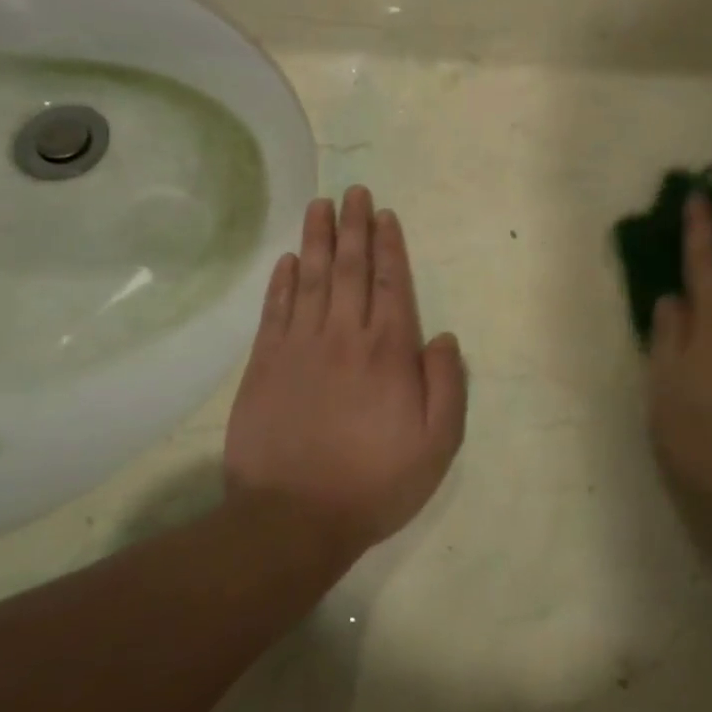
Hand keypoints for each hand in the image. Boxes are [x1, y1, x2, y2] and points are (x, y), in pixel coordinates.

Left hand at [226, 187, 467, 560]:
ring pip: (310, 279)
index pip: (389, 282)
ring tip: (319, 206)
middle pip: (349, 268)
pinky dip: (281, 281)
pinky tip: (287, 259)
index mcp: (388, 350)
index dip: (388, 245)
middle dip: (353, 226)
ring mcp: (300, 347)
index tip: (384, 214)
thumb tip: (443, 335)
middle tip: (353, 192)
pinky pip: (275, 311)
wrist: (292, 520)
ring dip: (316, 239)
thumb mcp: (438, 443)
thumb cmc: (375, 481)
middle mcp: (344, 336)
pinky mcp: (265, 365)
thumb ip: (446, 384)